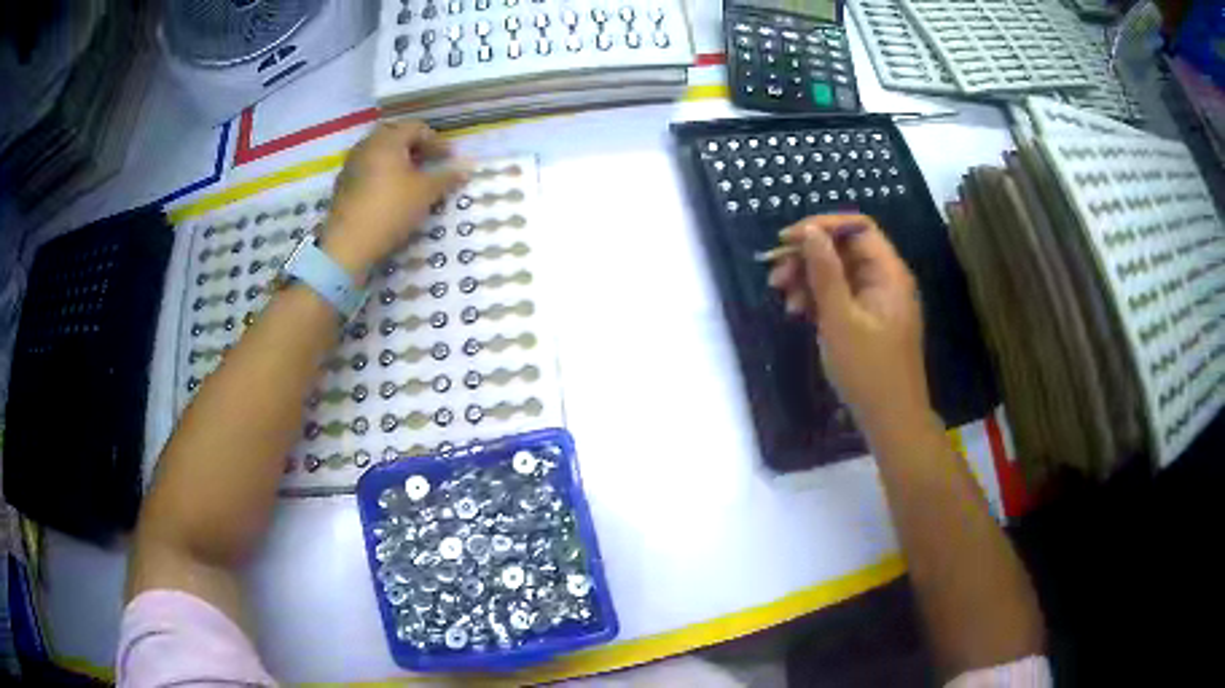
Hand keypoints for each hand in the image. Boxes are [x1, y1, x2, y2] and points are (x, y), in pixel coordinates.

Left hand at [321, 121, 469, 281]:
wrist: (348, 244)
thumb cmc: (391, 209)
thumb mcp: (425, 193)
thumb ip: (446, 177)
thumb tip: (466, 169)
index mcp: (387, 140)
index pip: (416, 128)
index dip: (436, 141)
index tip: (449, 158)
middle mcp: (366, 145)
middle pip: (395, 136)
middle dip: (414, 147)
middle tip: (429, 162)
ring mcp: (351, 165)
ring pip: (379, 153)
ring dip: (397, 160)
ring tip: (411, 178)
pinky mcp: (342, 185)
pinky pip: (367, 169)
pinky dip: (382, 173)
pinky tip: (390, 192)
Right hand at [767, 214, 929, 431]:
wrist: (891, 420)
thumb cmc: (868, 370)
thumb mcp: (840, 319)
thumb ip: (825, 272)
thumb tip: (810, 231)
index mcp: (888, 274)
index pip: (857, 228)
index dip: (822, 227)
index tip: (787, 241)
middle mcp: (886, 281)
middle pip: (845, 250)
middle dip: (809, 257)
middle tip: (775, 274)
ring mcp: (878, 302)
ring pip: (840, 274)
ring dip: (809, 279)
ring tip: (782, 296)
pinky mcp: (869, 321)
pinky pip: (842, 297)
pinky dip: (819, 300)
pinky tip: (797, 312)